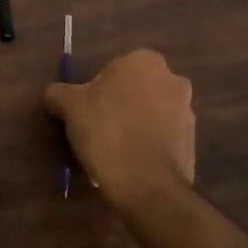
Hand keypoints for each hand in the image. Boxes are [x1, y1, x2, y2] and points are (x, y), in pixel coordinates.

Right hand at [44, 49, 194, 210]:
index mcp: (144, 62)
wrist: (146, 185)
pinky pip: (161, 137)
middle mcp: (172, 80)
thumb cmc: (106, 133)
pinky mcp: (192, 142)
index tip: (86, 112)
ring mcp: (187, 112)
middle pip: (135, 90)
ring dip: (135, 125)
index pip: (114, 69)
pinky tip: (130, 163)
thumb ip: (59, 92)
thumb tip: (55, 94)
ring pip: (150, 113)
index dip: (97, 90)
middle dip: (119, 105)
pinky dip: (147, 144)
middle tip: (97, 129)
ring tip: (113, 151)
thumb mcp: (69, 107)